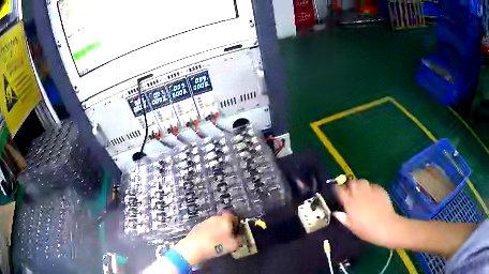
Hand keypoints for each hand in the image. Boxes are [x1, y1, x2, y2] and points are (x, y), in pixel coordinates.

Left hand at [174, 212, 238, 265]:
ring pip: (214, 223)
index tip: (236, 230)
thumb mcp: (233, 245)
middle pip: (223, 219)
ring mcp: (205, 222)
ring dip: (217, 229)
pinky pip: (207, 228)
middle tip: (229, 235)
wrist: (194, 247)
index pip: (232, 215)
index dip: (235, 222)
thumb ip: (239, 240)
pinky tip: (209, 241)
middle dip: (226, 226)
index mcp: (225, 220)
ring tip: (218, 240)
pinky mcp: (197, 227)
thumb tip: (240, 238)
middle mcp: (214, 218)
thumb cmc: (216, 245)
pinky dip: (209, 233)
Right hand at [334, 180, 402, 248]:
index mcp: (350, 203)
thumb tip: (336, 213)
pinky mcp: (379, 189)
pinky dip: (370, 188)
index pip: (339, 190)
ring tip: (361, 191)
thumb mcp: (352, 227)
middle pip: (351, 183)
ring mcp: (370, 190)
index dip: (337, 189)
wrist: (386, 226)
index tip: (336, 190)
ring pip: (361, 181)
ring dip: (359, 185)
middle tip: (351, 193)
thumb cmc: (366, 230)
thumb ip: (343, 218)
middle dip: (349, 186)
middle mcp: (359, 194)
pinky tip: (372, 195)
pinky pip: (372, 185)